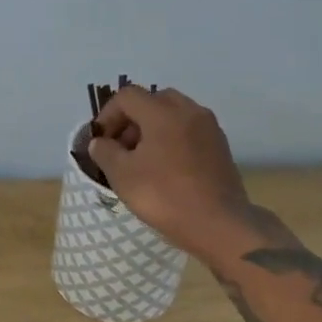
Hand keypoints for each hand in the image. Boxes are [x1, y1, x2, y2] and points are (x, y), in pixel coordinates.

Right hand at [89, 86, 259, 258]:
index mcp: (163, 112)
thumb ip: (105, 152)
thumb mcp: (122, 175)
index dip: (108, 115)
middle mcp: (189, 111)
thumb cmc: (164, 195)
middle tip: (122, 147)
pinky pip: (190, 130)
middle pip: (153, 100)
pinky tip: (166, 168)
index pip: (127, 96)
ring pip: (174, 114)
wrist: (219, 225)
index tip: (101, 141)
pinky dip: (173, 138)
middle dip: (132, 119)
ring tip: (143, 159)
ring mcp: (209, 128)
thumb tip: (100, 142)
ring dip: (153, 128)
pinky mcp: (221, 147)